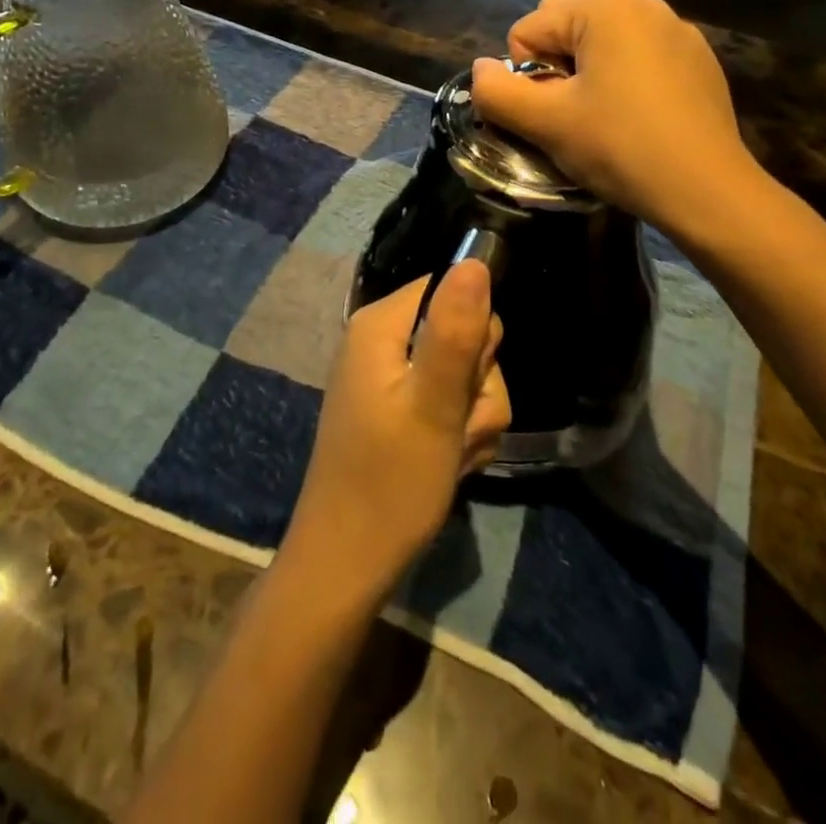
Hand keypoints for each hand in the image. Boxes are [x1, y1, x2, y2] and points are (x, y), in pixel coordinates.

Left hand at [284, 261, 510, 600]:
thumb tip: (475, 261)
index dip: (473, 331)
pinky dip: (461, 436)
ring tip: (450, 453)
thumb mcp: (432, 405)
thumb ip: (455, 332)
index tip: (466, 377)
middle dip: (477, 384)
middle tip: (456, 424)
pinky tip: (449, 464)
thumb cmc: (389, 481)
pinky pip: (453, 407)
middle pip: (464, 333)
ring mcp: (392, 380)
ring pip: (467, 376)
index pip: (451, 288)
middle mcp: (384, 342)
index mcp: (381, 324)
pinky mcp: (402, 413)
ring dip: (473, 418)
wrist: (348, 563)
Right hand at [470, 0, 763, 237]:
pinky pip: (639, 58)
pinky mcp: (698, 58)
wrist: (707, 189)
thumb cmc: (620, 147)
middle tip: (574, 116)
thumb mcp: (546, 123)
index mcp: (602, 7)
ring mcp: (677, 29)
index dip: (526, 78)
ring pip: (602, 45)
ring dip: (589, 75)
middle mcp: (642, 3)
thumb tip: (480, 70)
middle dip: (556, 69)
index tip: (553, 115)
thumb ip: (496, 92)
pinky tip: (641, 119)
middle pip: (565, 30)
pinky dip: (626, 80)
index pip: (527, 31)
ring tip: (606, 120)